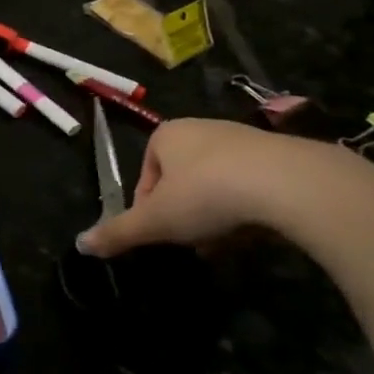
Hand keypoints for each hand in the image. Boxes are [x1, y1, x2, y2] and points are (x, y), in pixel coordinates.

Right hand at [76, 118, 373, 257]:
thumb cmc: (208, 194)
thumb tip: (80, 245)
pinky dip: (250, 209)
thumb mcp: (154, 221)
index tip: (161, 234)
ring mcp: (246, 139)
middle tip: (193, 243)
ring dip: (216, 216)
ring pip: (219, 185)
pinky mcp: (284, 155)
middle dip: (184, 215)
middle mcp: (203, 129)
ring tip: (225, 243)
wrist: (293, 184)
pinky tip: (257, 233)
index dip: (148, 209)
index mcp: (166, 135)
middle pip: (182, 181)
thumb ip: (118, 232)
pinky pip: (254, 186)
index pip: (145, 175)